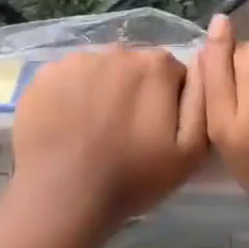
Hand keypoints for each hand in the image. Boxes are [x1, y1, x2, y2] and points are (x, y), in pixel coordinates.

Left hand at [12, 45, 206, 231]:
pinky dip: (70, 95)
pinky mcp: (45, 73)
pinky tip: (67, 125)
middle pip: (135, 68)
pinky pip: (67, 78)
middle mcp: (118, 50)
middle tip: (125, 133)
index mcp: (156, 65)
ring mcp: (78, 59)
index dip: (168, 102)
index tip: (156, 131)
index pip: (172, 74)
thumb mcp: (191, 151)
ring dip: (102, 91)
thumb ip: (203, 99)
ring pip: (100, 71)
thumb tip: (202, 61)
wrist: (63, 197)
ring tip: (93, 131)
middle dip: (135, 92)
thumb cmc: (133, 177)